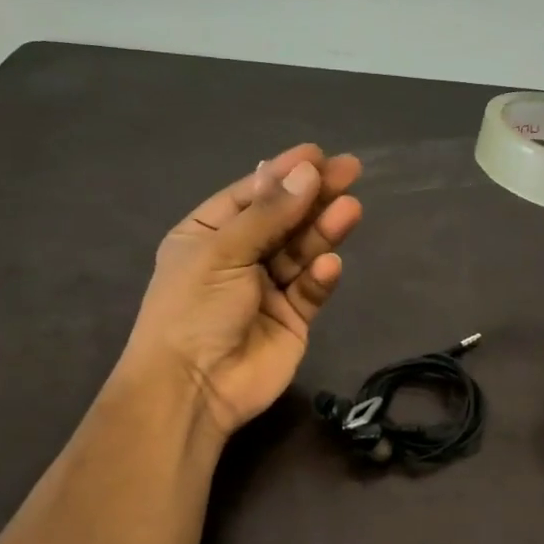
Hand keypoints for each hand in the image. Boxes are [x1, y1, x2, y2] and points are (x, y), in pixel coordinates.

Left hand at [122, 144, 362, 435]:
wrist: (192, 389)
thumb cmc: (193, 310)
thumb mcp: (222, 252)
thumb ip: (268, 214)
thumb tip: (308, 172)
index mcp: (208, 235)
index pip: (251, 195)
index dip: (283, 173)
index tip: (317, 154)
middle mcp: (238, 257)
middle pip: (283, 219)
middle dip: (314, 196)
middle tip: (351, 171)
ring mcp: (267, 289)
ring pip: (302, 251)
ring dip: (323, 230)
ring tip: (350, 208)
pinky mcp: (292, 319)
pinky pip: (310, 289)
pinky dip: (320, 276)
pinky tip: (328, 265)